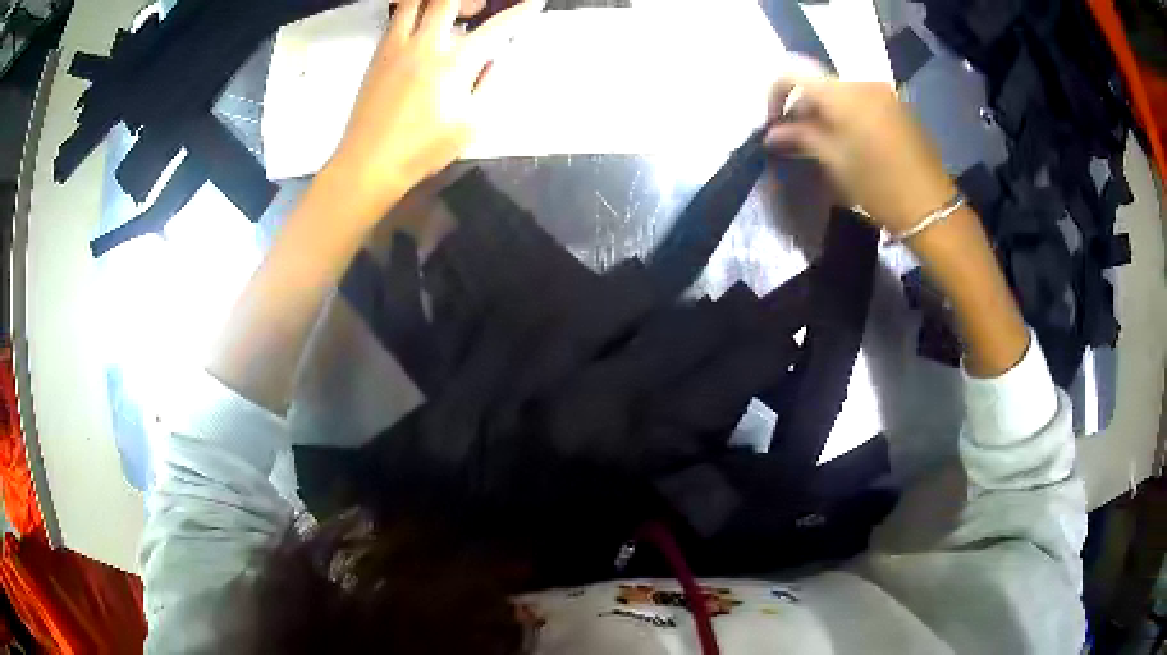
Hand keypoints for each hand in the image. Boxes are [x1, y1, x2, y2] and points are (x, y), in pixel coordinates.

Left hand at [326, 0, 544, 220]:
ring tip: (450, 15)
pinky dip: (416, 12)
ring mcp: (398, 45)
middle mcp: (426, 44)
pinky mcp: (379, 53)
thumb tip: (495, 59)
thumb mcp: (471, 124)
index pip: (497, 27)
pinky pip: (399, 17)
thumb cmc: (423, 150)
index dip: (521, 11)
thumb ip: (489, 84)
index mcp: (455, 63)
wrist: (368, 162)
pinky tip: (424, 30)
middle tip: (480, 10)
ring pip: (416, 1)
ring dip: (439, 1)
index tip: (534, 3)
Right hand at [765, 62, 957, 235]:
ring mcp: (883, 94)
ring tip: (822, 145)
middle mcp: (862, 83)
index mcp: (842, 93)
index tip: (774, 123)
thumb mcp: (834, 161)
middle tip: (795, 141)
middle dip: (802, 108)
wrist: (930, 207)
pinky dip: (847, 116)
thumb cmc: (878, 185)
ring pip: (840, 94)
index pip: (794, 73)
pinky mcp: (898, 108)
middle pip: (819, 85)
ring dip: (824, 113)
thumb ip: (800, 137)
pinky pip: (861, 102)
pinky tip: (849, 143)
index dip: (776, 93)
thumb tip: (773, 133)